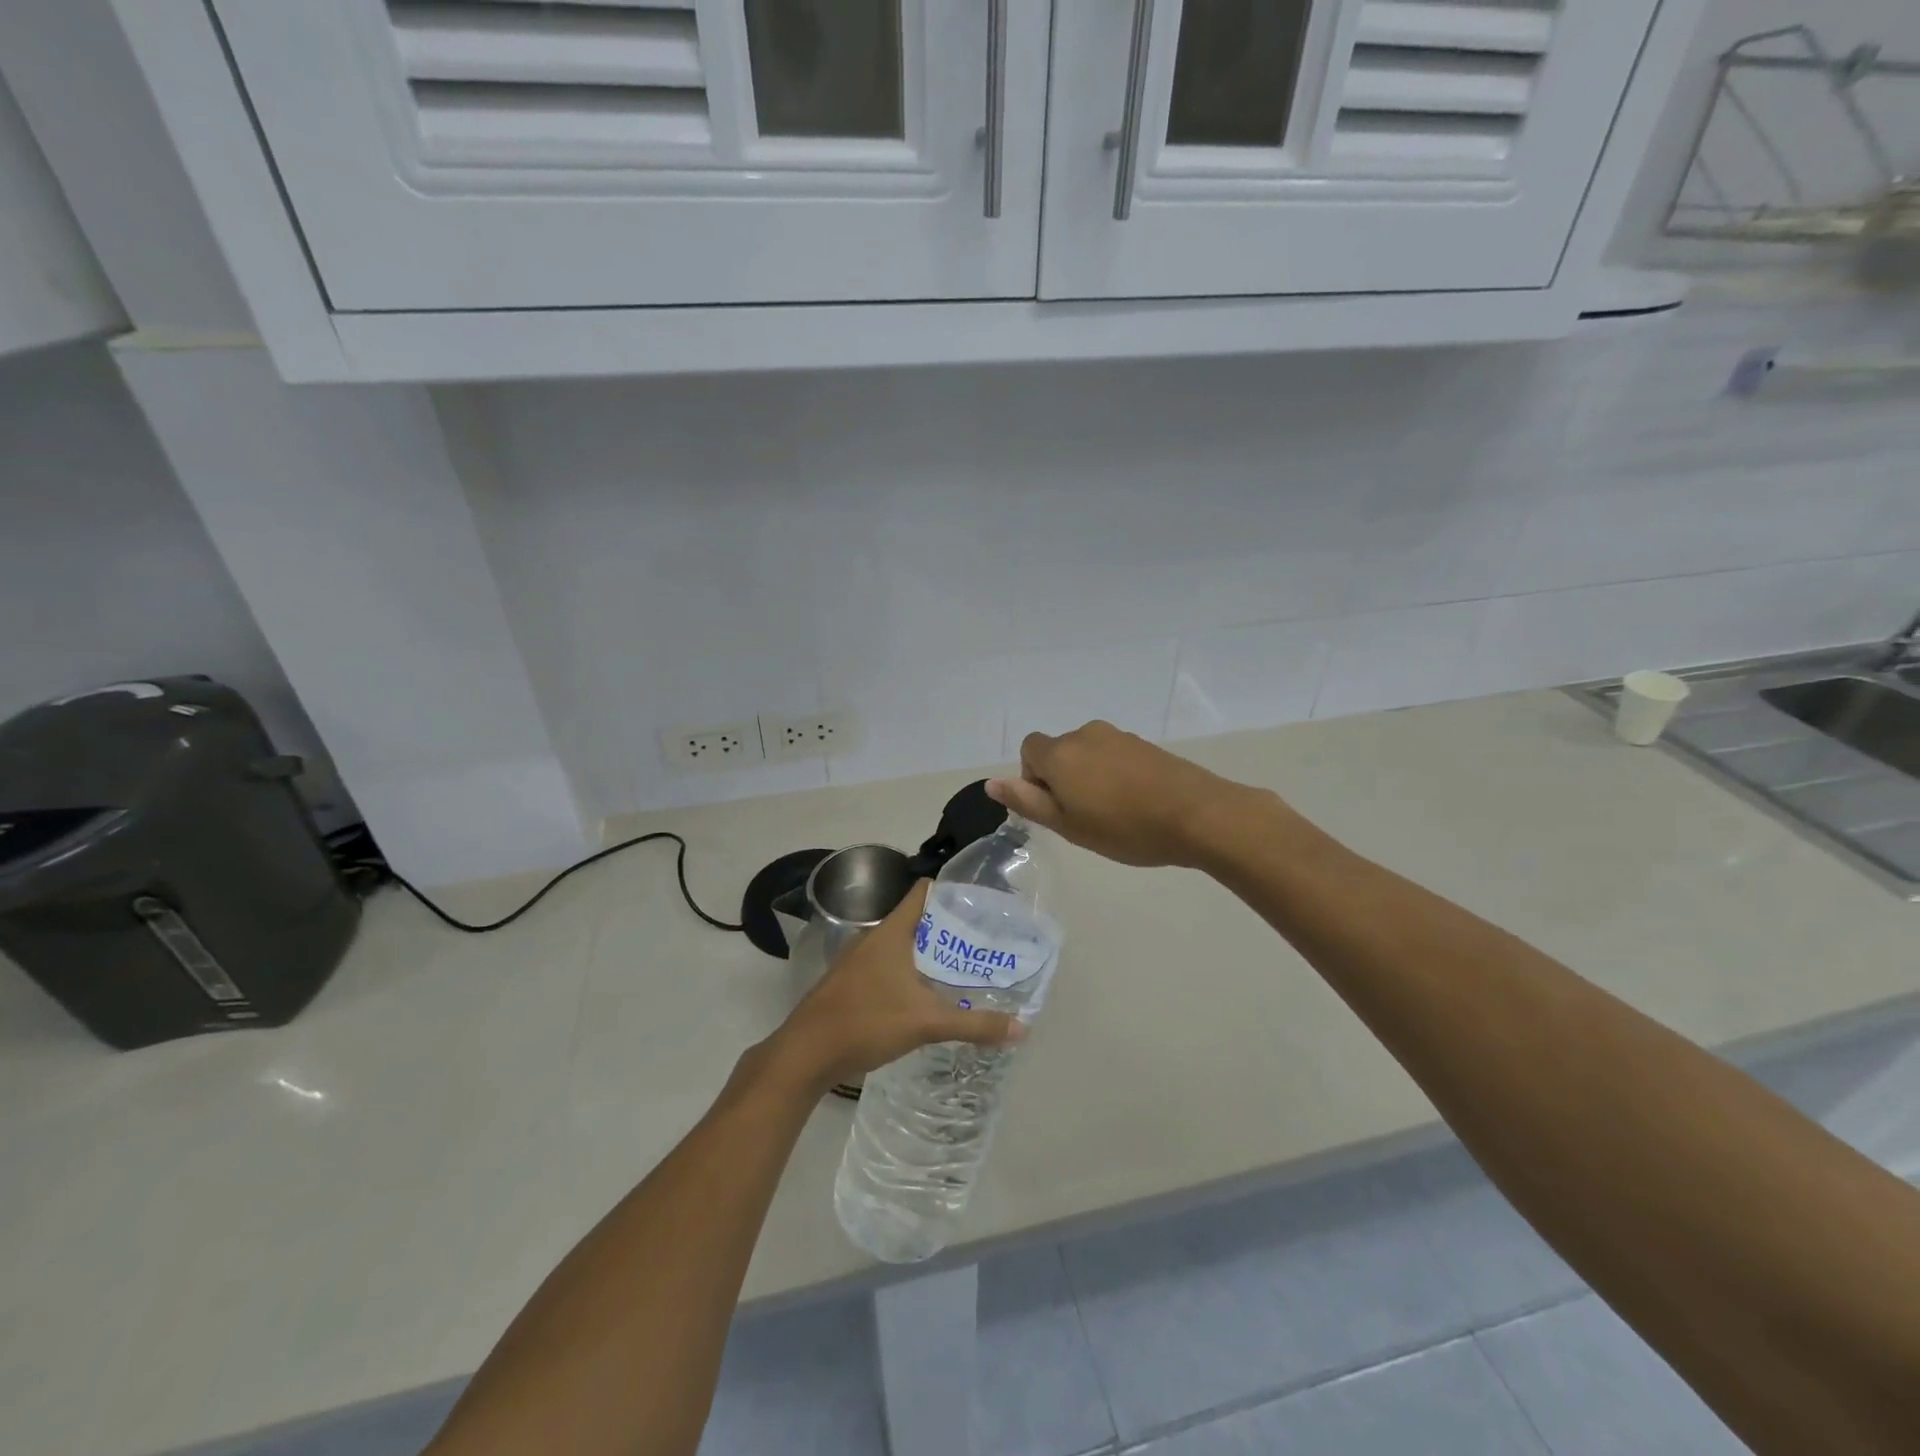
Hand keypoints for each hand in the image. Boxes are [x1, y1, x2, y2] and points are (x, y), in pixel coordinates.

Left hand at [764, 882, 1024, 1092]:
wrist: (805, 1054)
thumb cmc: (866, 1021)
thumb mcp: (927, 1022)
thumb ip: (974, 1025)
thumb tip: (1021, 1028)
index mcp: (891, 932)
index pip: (924, 893)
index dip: (952, 892)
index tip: (982, 904)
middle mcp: (874, 939)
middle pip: (917, 921)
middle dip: (949, 930)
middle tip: (984, 943)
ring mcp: (859, 962)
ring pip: (902, 947)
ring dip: (929, 955)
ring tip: (963, 969)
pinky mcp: (852, 985)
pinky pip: (889, 968)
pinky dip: (911, 974)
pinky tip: (927, 997)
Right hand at [987, 721, 1253, 868]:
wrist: (1198, 814)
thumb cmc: (1124, 827)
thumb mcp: (1068, 825)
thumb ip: (1028, 801)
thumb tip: (992, 782)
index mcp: (1061, 753)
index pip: (1028, 750)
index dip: (1034, 778)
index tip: (1056, 808)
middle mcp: (1086, 734)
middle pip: (1059, 751)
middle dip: (1063, 779)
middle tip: (1084, 818)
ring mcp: (1119, 736)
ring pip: (1088, 754)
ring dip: (1090, 777)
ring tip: (1114, 814)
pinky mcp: (1146, 745)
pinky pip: (1115, 756)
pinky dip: (1115, 775)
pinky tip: (1137, 804)